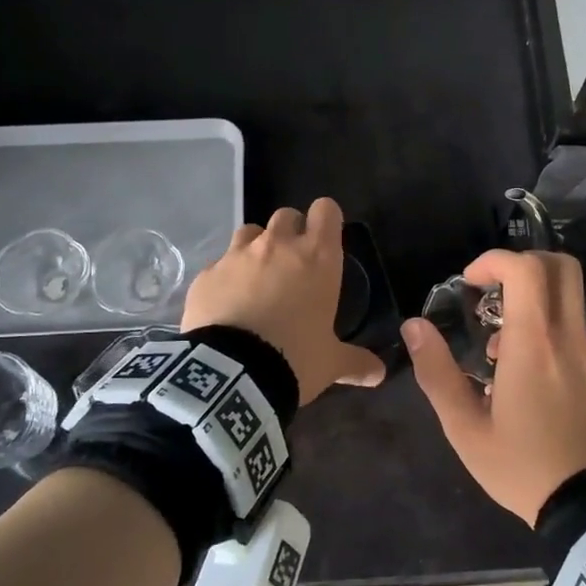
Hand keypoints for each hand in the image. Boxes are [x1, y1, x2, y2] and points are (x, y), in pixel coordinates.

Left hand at [180, 197, 385, 404]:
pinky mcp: (206, 274)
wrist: (232, 375)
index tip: (326, 238)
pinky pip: (219, 265)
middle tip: (293, 263)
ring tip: (257, 277)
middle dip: (291, 232)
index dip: (326, 219)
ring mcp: (237, 256)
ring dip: (256, 247)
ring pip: (249, 232)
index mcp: (317, 258)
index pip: (326, 210)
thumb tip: (379, 373)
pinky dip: (226, 277)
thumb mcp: (331, 363)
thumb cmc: (294, 359)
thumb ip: (356, 362)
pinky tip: (226, 303)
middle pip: (287, 216)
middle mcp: (277, 246)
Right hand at [403, 249, 585, 524]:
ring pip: (568, 296)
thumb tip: (414, 326)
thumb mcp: (465, 427)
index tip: (470, 282)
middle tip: (490, 290)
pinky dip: (545, 326)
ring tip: (495, 348)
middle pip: (561, 266)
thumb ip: (437, 372)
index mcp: (534, 343)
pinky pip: (572, 327)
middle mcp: (568, 337)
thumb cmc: (521, 465)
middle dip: (522, 263)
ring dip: (532, 299)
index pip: (526, 269)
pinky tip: (520, 372)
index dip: (495, 260)